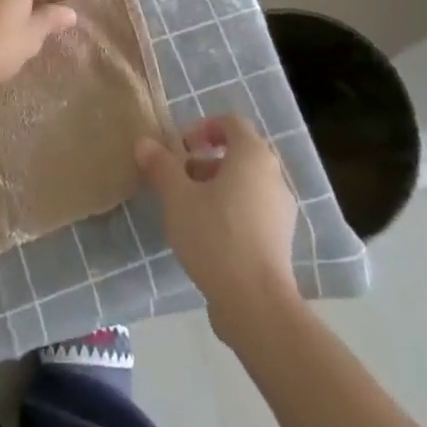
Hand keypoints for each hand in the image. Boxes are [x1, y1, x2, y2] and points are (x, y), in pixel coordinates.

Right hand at [136, 115, 299, 330]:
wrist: (256, 304)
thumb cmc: (216, 236)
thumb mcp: (178, 197)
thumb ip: (161, 166)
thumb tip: (144, 143)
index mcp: (253, 156)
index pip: (231, 123)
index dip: (203, 127)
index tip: (180, 148)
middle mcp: (274, 176)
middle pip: (239, 153)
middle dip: (206, 159)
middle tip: (179, 177)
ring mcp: (282, 209)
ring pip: (246, 183)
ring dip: (217, 185)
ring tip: (188, 208)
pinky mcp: (281, 239)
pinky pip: (254, 209)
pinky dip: (231, 209)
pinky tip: (207, 234)